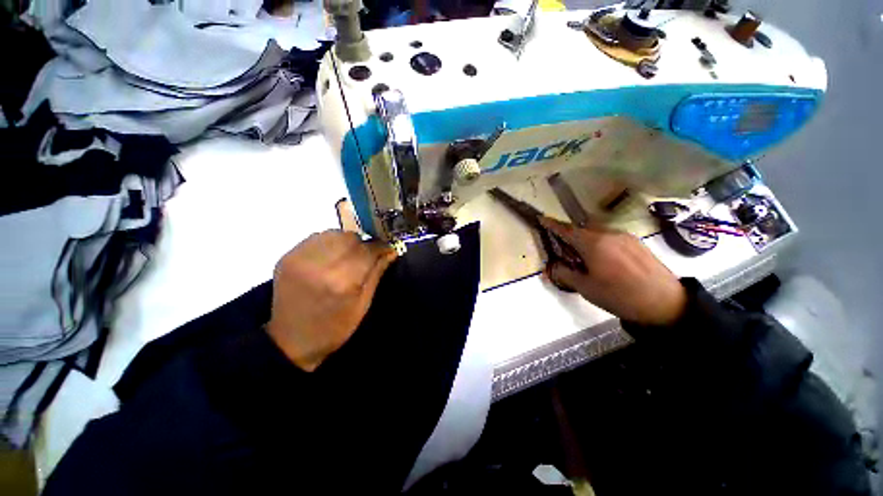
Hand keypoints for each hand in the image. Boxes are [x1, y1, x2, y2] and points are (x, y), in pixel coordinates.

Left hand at [266, 231, 396, 370]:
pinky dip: (329, 242)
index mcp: (342, 282)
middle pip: (351, 238)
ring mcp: (300, 258)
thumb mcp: (363, 305)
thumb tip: (391, 251)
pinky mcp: (287, 256)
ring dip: (347, 241)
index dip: (381, 247)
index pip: (368, 250)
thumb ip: (376, 274)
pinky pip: (316, 237)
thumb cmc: (334, 327)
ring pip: (334, 233)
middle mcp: (320, 265)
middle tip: (366, 256)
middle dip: (364, 244)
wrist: (291, 340)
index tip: (387, 250)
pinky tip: (330, 256)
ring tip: (348, 256)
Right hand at [540, 217, 686, 325]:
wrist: (666, 303)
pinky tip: (605, 260)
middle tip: (565, 250)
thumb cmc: (619, 295)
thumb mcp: (586, 288)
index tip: (542, 218)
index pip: (567, 230)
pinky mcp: (637, 243)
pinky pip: (612, 238)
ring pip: (598, 234)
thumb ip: (565, 274)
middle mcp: (609, 234)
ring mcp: (625, 237)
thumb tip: (551, 268)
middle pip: (583, 230)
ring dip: (587, 241)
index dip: (553, 224)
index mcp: (593, 243)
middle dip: (571, 236)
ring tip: (586, 259)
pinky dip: (601, 244)